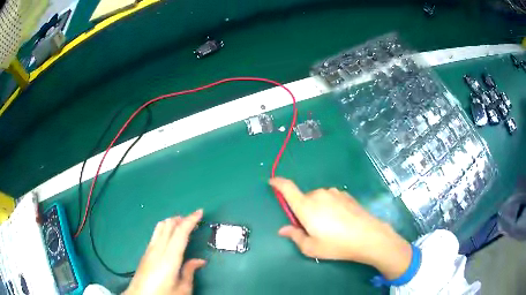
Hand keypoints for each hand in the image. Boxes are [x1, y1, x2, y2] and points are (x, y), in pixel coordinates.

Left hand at [124, 210, 205, 294]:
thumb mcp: (182, 289)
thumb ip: (189, 272)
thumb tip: (200, 261)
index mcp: (169, 258)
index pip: (180, 232)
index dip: (190, 220)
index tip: (200, 212)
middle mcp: (158, 249)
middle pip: (168, 225)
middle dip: (181, 219)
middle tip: (194, 219)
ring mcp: (149, 249)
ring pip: (160, 227)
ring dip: (172, 222)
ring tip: (182, 225)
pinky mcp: (145, 253)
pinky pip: (156, 234)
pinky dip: (165, 228)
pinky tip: (170, 236)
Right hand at [269, 177, 411, 279]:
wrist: (368, 236)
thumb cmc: (336, 244)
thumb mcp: (311, 247)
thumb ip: (295, 236)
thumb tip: (283, 230)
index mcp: (306, 206)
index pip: (287, 188)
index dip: (278, 183)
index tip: (272, 182)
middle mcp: (318, 195)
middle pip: (304, 198)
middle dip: (303, 210)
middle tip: (312, 228)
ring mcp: (334, 193)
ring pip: (318, 199)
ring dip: (317, 209)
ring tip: (329, 226)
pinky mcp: (346, 195)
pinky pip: (331, 199)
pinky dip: (329, 207)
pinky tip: (340, 220)